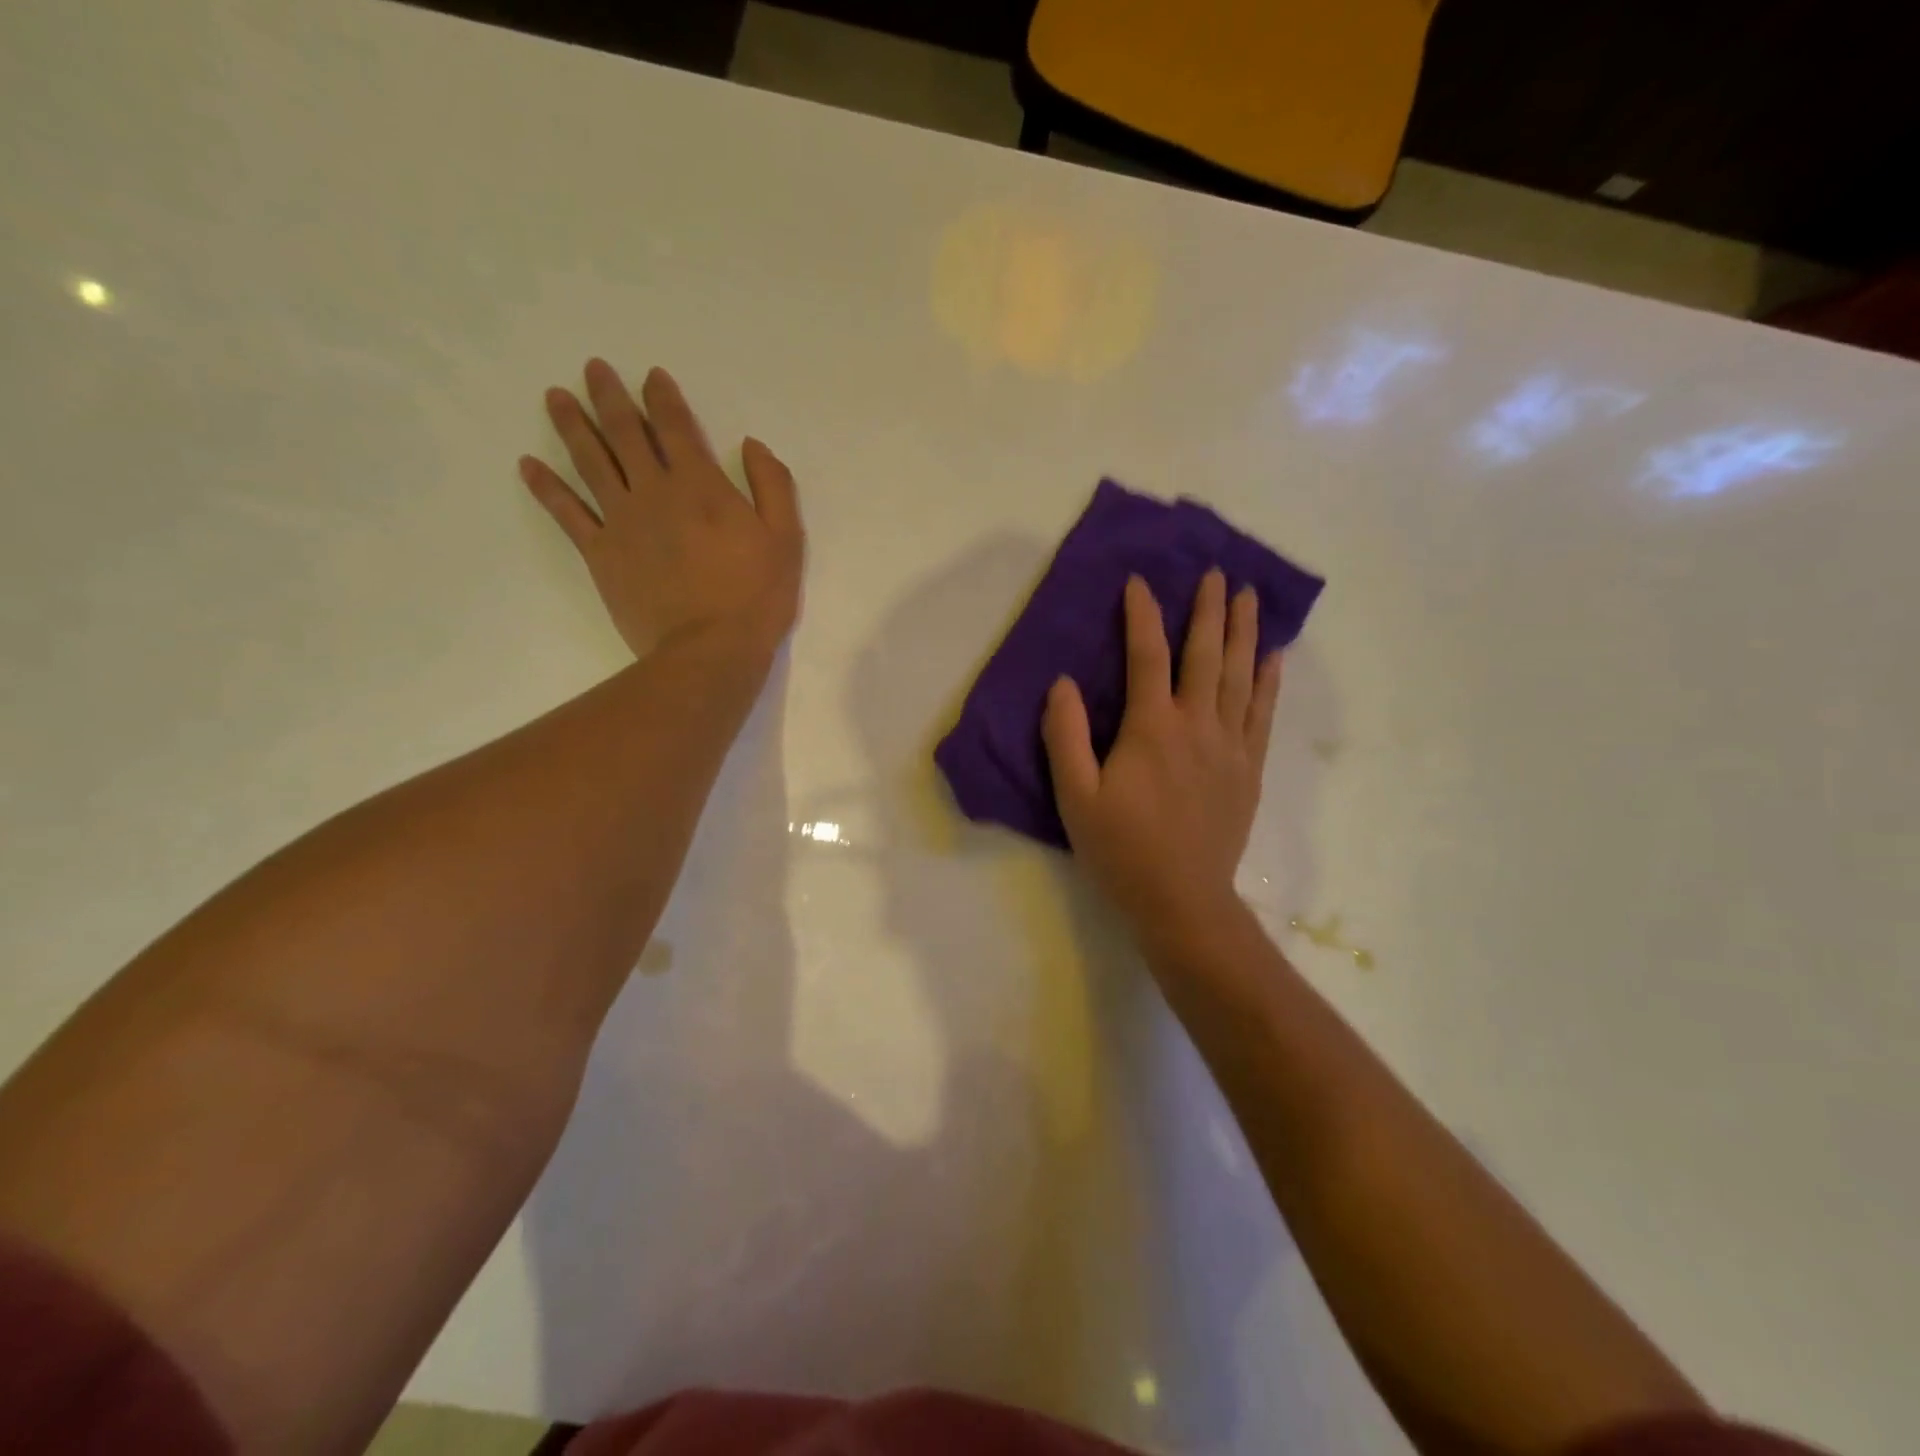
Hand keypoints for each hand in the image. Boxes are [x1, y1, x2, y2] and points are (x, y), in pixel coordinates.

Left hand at [519, 359, 803, 662]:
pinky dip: (546, 487)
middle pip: (625, 434)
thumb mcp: (786, 539)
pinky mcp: (600, 554)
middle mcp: (654, 492)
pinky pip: (567, 514)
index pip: (675, 426)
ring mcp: (621, 522)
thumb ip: (773, 485)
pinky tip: (528, 466)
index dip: (662, 397)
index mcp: (700, 485)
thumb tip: (752, 444)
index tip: (650, 376)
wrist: (709, 650)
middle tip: (593, 369)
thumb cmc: (755, 597)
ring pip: (590, 462)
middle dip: (609, 397)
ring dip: (572, 426)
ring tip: (555, 398)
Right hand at [1043, 570, 1281, 948]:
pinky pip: (1263, 713)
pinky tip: (1273, 656)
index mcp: (1152, 727)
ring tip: (1248, 596)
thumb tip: (1063, 684)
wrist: (1182, 900)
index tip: (1139, 581)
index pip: (1147, 655)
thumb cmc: (1121, 849)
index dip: (1142, 615)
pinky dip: (1269, 680)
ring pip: (1240, 675)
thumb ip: (1066, 736)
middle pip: (1206, 654)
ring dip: (1243, 632)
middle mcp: (1197, 725)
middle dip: (1209, 610)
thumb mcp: (1075, 796)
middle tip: (1216, 572)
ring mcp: (1230, 746)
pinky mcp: (1249, 769)